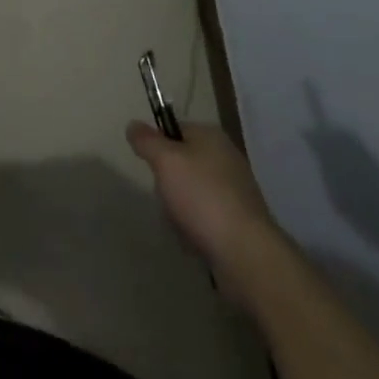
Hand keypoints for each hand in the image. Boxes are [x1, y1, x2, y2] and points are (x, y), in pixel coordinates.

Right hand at [127, 121, 283, 303]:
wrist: (245, 252)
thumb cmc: (202, 197)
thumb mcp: (165, 161)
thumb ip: (146, 141)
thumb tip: (133, 125)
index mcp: (211, 136)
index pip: (174, 129)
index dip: (158, 146)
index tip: (151, 167)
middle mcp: (226, 158)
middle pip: (181, 163)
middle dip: (168, 183)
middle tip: (166, 197)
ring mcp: (236, 190)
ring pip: (191, 193)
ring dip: (179, 209)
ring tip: (181, 224)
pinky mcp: (240, 221)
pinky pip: (206, 217)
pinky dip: (196, 228)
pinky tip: (194, 240)